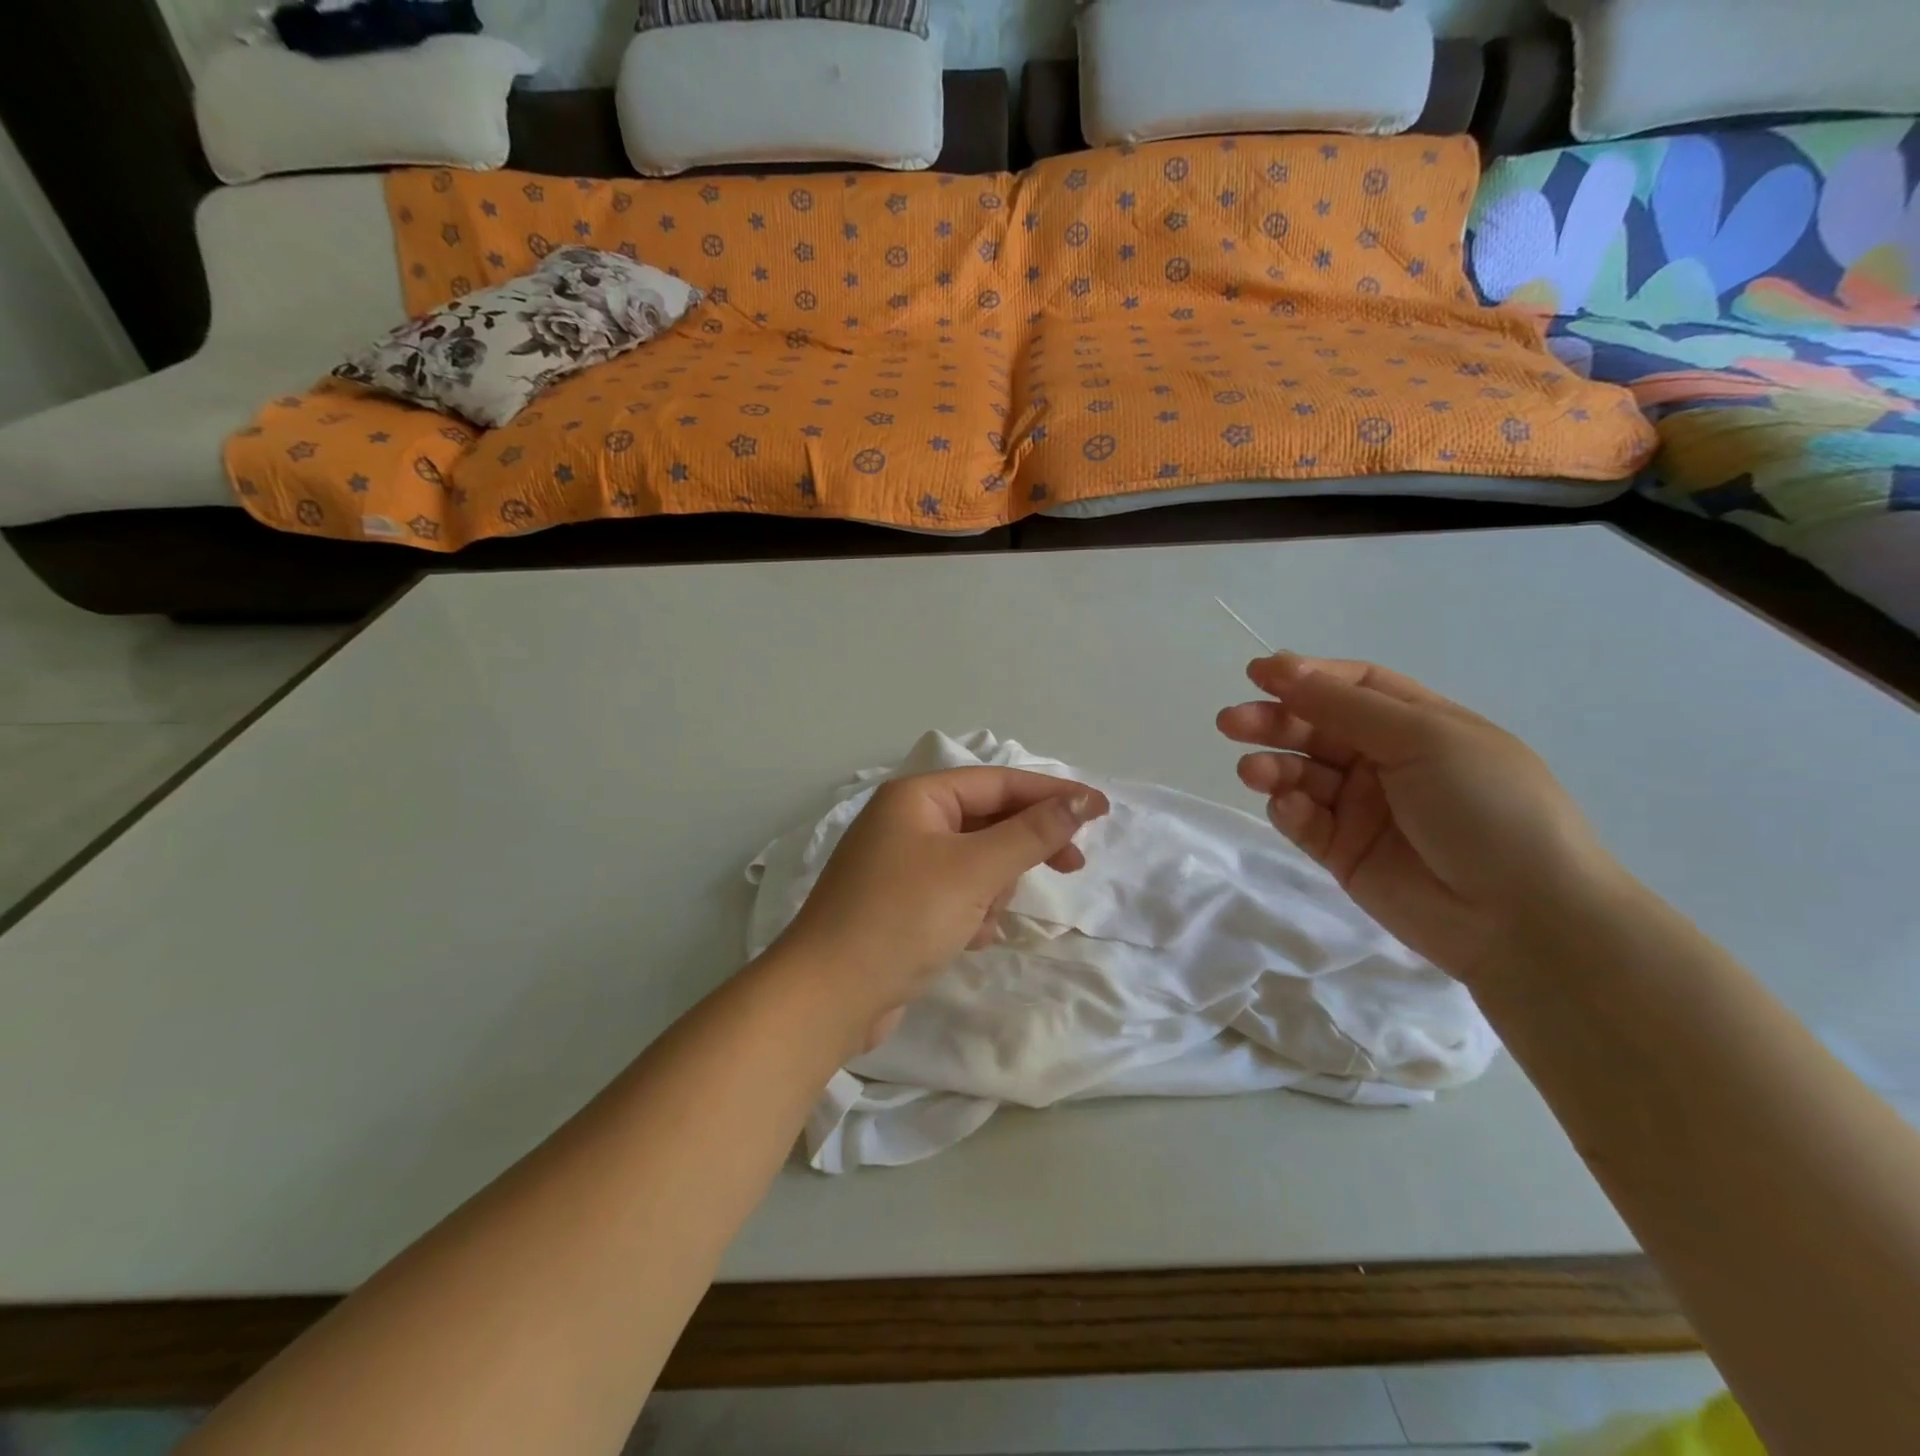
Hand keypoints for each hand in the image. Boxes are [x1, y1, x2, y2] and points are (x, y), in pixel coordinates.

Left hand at [774, 768, 1108, 1049]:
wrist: (828, 996)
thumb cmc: (903, 918)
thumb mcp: (975, 870)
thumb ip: (1031, 833)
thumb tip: (1079, 801)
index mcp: (916, 798)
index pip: (998, 782)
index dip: (1052, 794)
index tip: (1100, 810)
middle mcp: (905, 823)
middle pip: (988, 821)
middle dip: (1023, 848)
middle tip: (1072, 864)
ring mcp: (900, 866)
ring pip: (975, 862)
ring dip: (992, 889)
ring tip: (981, 919)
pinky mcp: (900, 906)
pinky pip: (955, 894)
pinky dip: (970, 912)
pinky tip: (967, 939)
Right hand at [1218, 653, 1624, 982]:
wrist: (1523, 918)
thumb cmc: (1487, 807)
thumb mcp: (1425, 739)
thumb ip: (1346, 706)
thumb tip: (1284, 668)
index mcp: (1419, 725)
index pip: (1353, 687)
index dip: (1306, 677)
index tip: (1259, 674)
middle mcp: (1387, 761)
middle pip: (1317, 728)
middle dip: (1274, 720)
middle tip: (1231, 722)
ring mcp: (1364, 808)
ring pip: (1302, 774)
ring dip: (1273, 766)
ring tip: (1252, 772)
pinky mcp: (1344, 852)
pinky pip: (1305, 820)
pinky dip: (1289, 809)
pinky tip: (1288, 807)